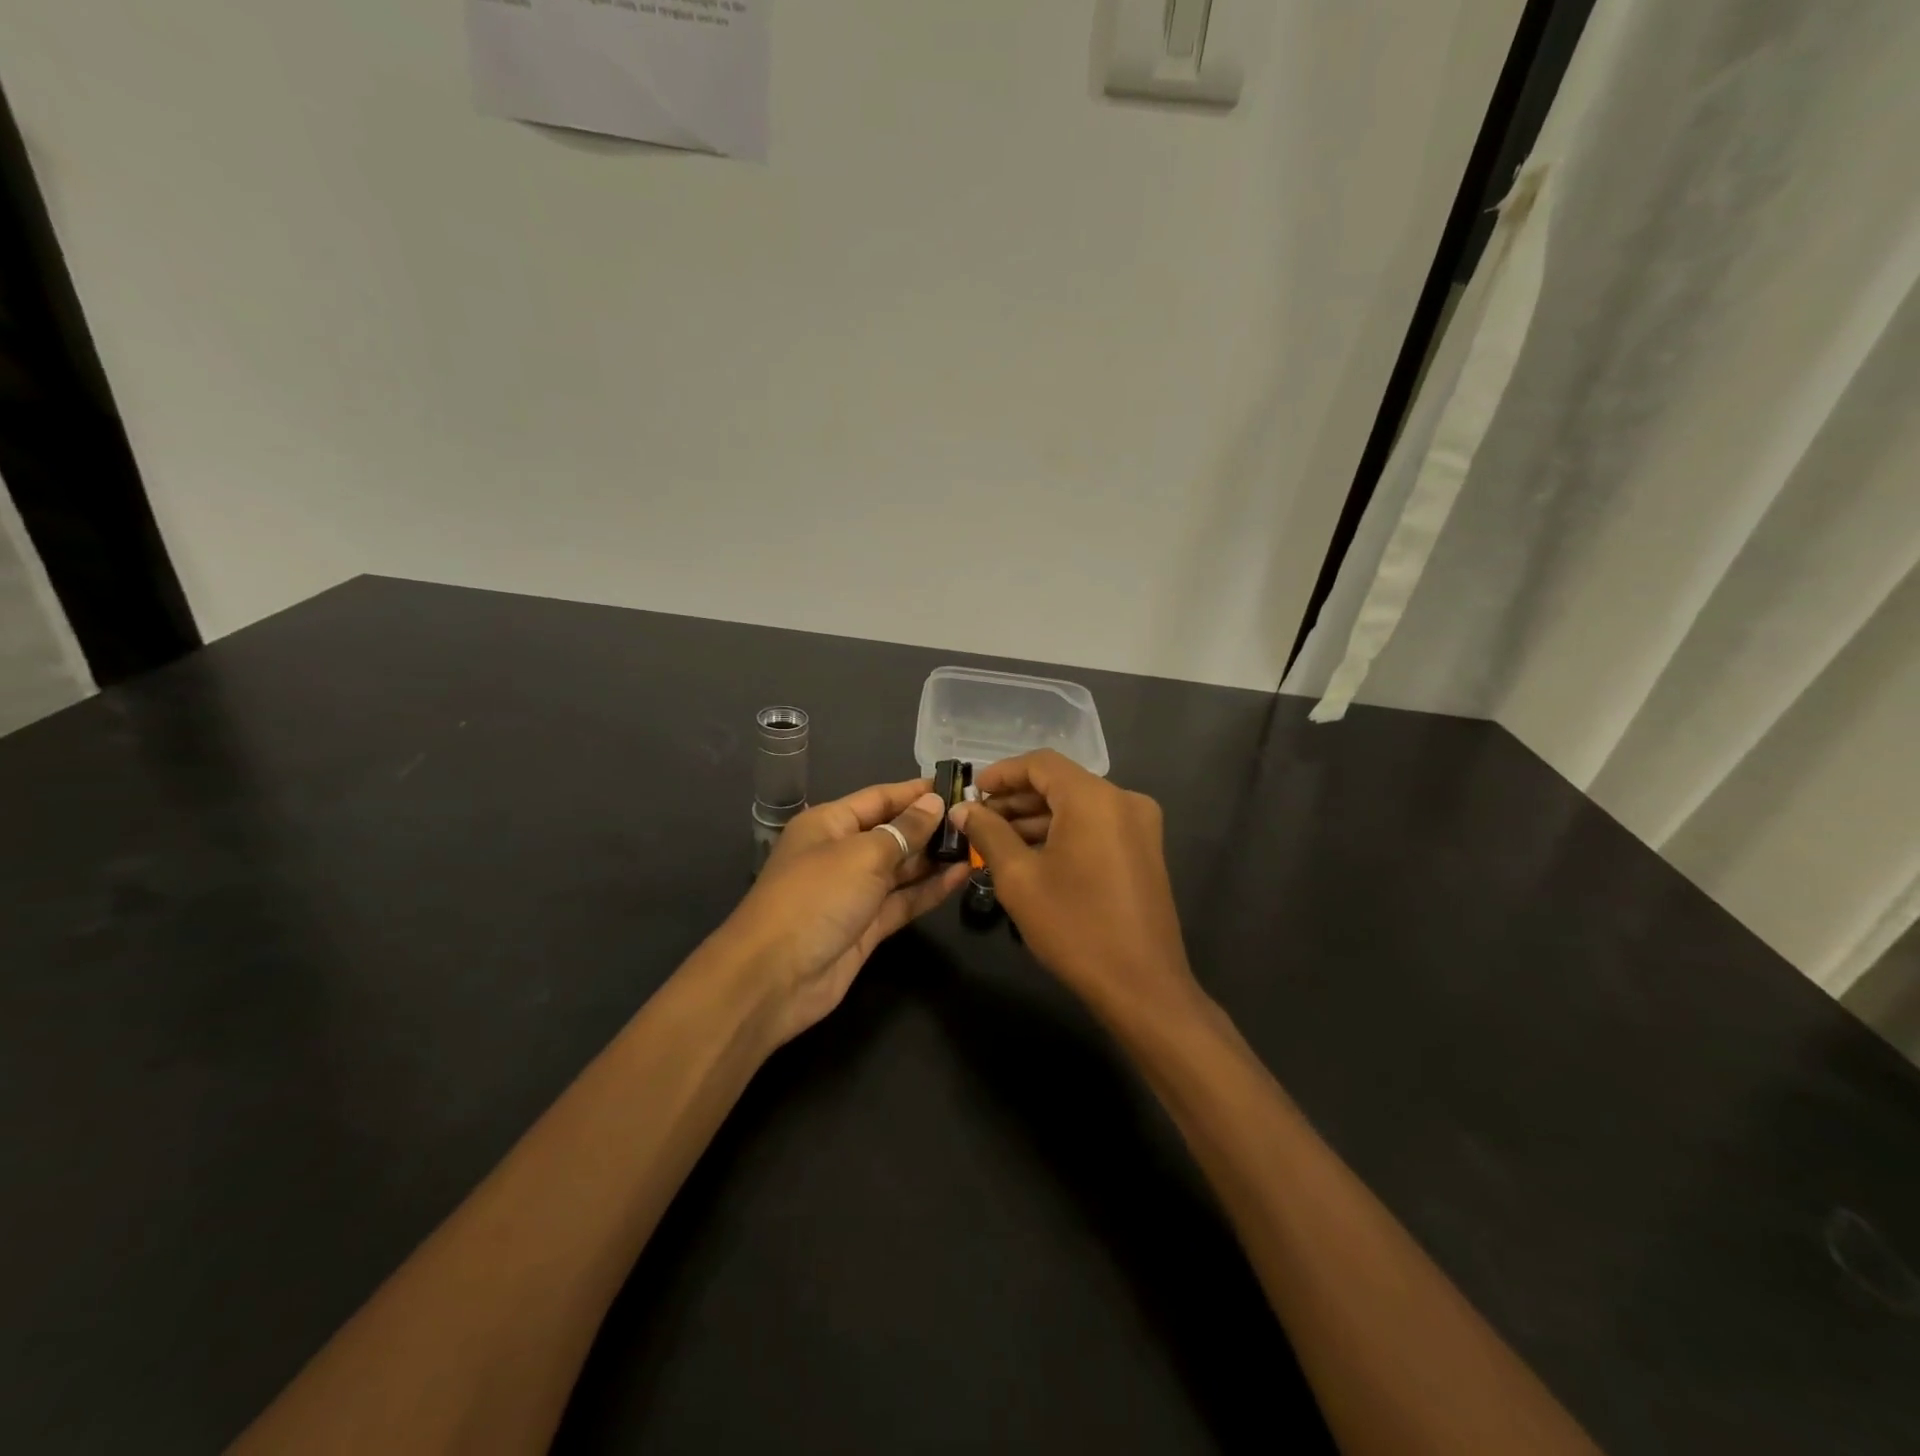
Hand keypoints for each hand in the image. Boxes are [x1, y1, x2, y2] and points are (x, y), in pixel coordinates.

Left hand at [722, 779, 968, 1045]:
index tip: (956, 784)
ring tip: (978, 844)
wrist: (775, 978)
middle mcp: (841, 853)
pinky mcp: (866, 927)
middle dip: (930, 825)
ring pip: (901, 869)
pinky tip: (962, 876)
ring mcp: (854, 893)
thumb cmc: (816, 897)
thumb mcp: (862, 855)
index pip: (879, 798)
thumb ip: (904, 830)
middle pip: (892, 832)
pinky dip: (930, 889)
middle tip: (978, 818)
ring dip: (935, 858)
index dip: (915, 791)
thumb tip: (933, 803)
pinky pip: (903, 901)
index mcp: (829, 824)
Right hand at [952, 750, 1201, 1025]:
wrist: (1142, 986)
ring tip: (995, 839)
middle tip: (978, 819)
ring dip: (1037, 817)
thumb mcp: (1020, 878)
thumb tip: (963, 810)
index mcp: (1095, 798)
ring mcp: (1140, 826)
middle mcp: (1124, 800)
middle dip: (1016, 798)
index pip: (1041, 764)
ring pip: (1078, 806)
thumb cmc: (1075, 927)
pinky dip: (1063, 832)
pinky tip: (1031, 854)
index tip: (972, 792)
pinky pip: (1096, 826)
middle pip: (1061, 783)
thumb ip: (988, 834)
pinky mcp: (1144, 850)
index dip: (1002, 773)